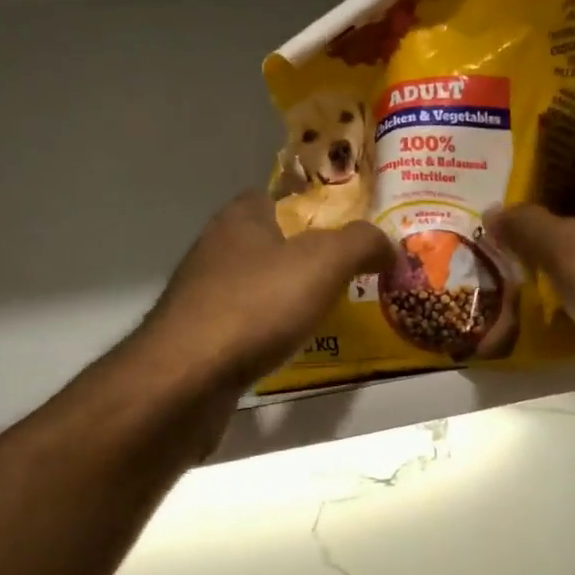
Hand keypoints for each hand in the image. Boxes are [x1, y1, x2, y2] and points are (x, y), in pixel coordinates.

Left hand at [136, 192, 393, 392]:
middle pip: (267, 243)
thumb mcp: (324, 261)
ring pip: (255, 286)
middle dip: (303, 257)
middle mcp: (215, 250)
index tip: (342, 230)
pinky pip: (243, 325)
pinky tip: (289, 348)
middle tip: (346, 275)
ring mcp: (201, 296)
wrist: (186, 378)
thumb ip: (362, 243)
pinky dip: (267, 332)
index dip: (310, 207)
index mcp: (240, 219)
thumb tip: (387, 245)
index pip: (274, 196)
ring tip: (326, 314)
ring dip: (285, 297)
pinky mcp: (197, 339)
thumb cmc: (256, 305)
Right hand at [490, 113, 574, 384]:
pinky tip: (537, 258)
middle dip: (554, 164)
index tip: (535, 111)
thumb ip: (526, 225)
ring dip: (558, 207)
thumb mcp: (565, 251)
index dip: (574, 113)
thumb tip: (494, 211)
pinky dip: (568, 244)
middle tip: (507, 166)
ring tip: (512, 209)